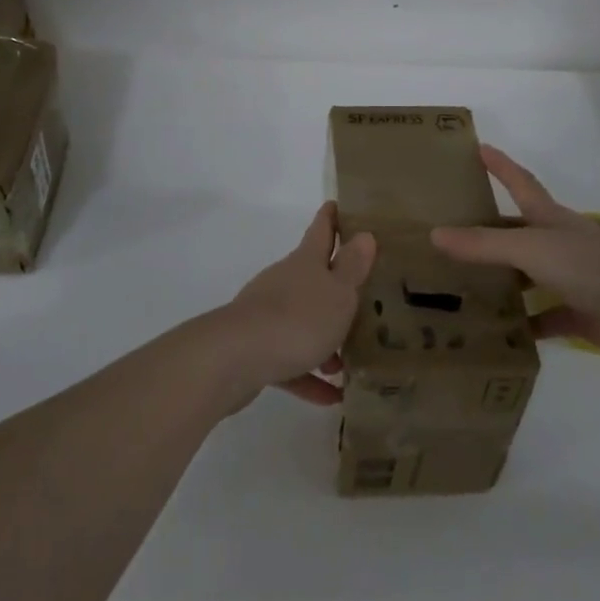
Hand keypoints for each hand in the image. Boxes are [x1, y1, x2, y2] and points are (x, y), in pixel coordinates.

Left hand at [217, 202, 375, 405]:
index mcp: (305, 263)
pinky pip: (290, 361)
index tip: (337, 203)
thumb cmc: (297, 319)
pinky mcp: (257, 349)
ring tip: (350, 360)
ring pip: (303, 321)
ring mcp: (267, 315)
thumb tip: (364, 234)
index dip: (331, 217)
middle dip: (335, 286)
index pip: (321, 231)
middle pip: (312, 277)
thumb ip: (352, 268)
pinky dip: (309, 376)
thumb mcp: (337, 294)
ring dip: (325, 339)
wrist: (235, 357)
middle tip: (363, 295)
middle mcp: (285, 282)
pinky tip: (331, 397)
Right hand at [431, 146, 599, 367]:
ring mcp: (571, 281)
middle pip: (516, 233)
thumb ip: (485, 245)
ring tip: (458, 287)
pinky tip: (498, 334)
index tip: (477, 147)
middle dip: (486, 231)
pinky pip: (543, 319)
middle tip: (445, 234)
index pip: (519, 183)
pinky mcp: (581, 315)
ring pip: (526, 278)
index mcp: (549, 219)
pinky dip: (524, 326)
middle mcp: (558, 245)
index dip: (499, 165)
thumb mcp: (532, 249)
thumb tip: (435, 234)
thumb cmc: (591, 267)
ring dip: (500, 281)